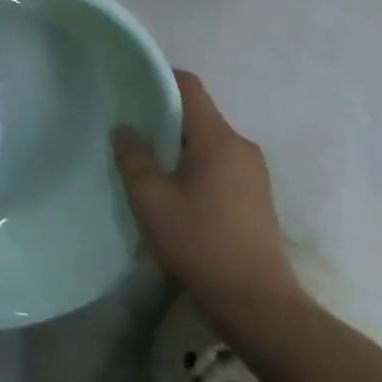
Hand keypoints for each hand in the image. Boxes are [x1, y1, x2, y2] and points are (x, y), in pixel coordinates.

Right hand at [111, 71, 307, 309]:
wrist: (257, 303)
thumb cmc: (200, 243)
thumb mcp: (152, 200)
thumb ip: (134, 158)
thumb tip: (124, 129)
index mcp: (218, 139)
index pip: (189, 86)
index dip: (159, 78)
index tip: (130, 86)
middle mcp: (241, 146)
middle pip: (198, 114)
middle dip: (164, 116)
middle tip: (130, 129)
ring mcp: (254, 172)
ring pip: (208, 141)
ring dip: (178, 145)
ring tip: (147, 163)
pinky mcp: (256, 196)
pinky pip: (220, 163)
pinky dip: (194, 165)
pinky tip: (174, 190)